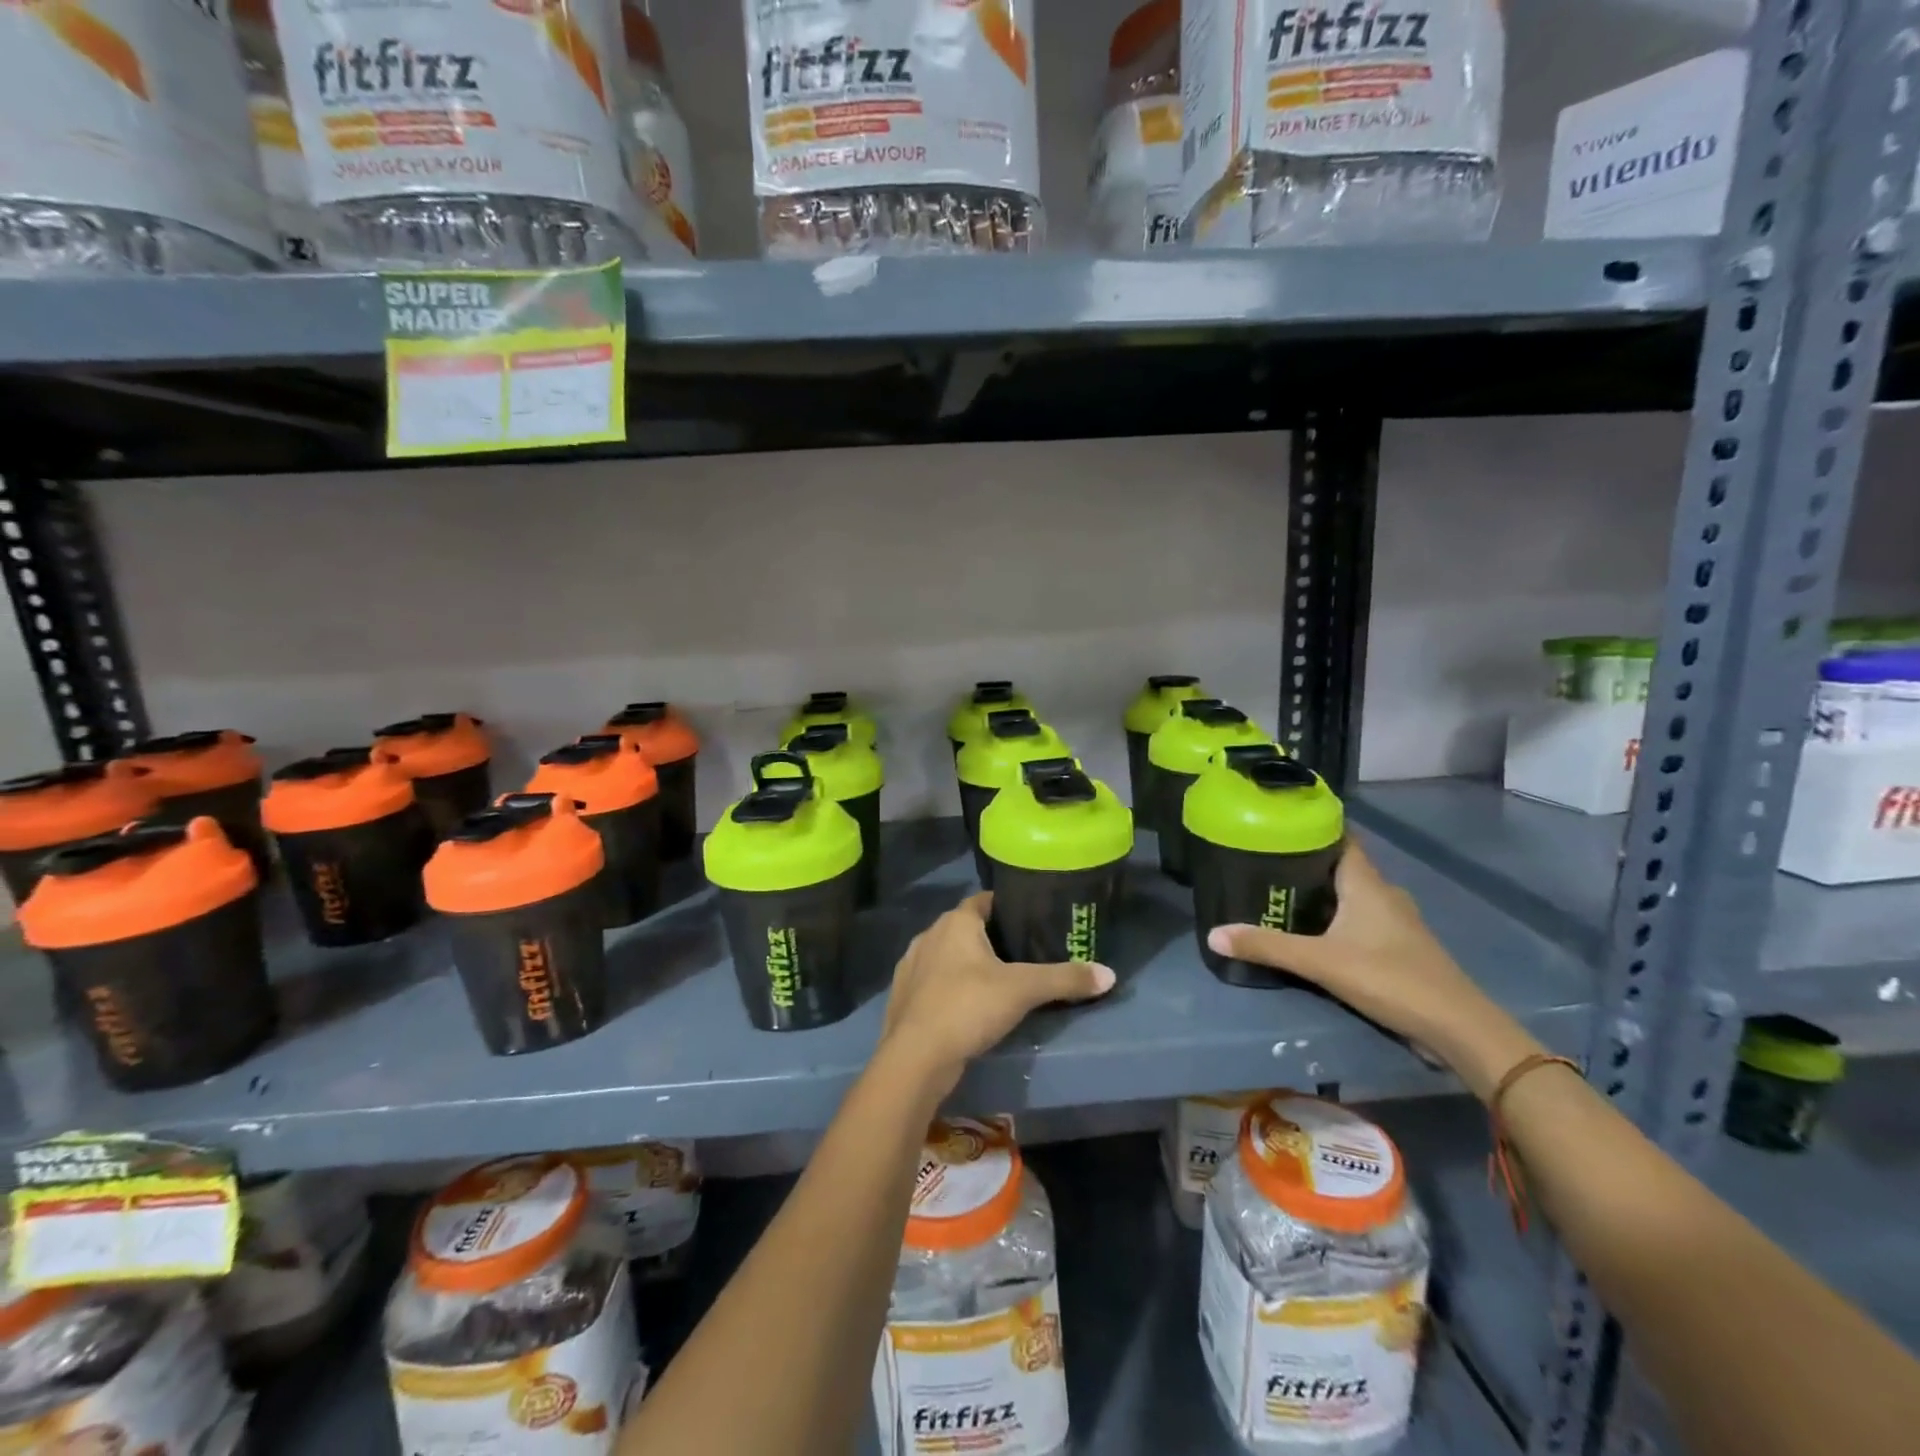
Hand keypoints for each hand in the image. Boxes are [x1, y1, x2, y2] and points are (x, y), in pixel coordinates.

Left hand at [879, 892, 1115, 1096]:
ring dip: (966, 964)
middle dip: (990, 939)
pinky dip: (949, 987)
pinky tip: (965, 1007)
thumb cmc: (968, 1007)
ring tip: (996, 983)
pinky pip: (932, 981)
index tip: (1030, 920)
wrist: (915, 1057)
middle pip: (965, 928)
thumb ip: (1065, 979)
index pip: (984, 901)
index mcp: (955, 922)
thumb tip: (1109, 974)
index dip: (1007, 907)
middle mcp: (929, 935)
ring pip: (946, 956)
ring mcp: (911, 965)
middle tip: (1022, 956)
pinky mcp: (902, 995)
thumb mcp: (1024, 990)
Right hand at [1205, 840, 1543, 1098]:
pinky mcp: (1401, 948)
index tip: (1278, 824)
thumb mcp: (1320, 962)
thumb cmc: (1389, 979)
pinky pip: (1362, 920)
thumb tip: (1213, 934)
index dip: (1312, 828)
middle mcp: (1384, 894)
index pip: (1340, 839)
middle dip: (1307, 864)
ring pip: (1353, 895)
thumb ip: (1267, 947)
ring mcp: (1397, 922)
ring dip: (1323, 894)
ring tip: (1282, 896)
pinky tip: (1315, 934)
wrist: (1457, 1028)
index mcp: (1367, 884)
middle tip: (1265, 863)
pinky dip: (1338, 919)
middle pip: (1341, 867)